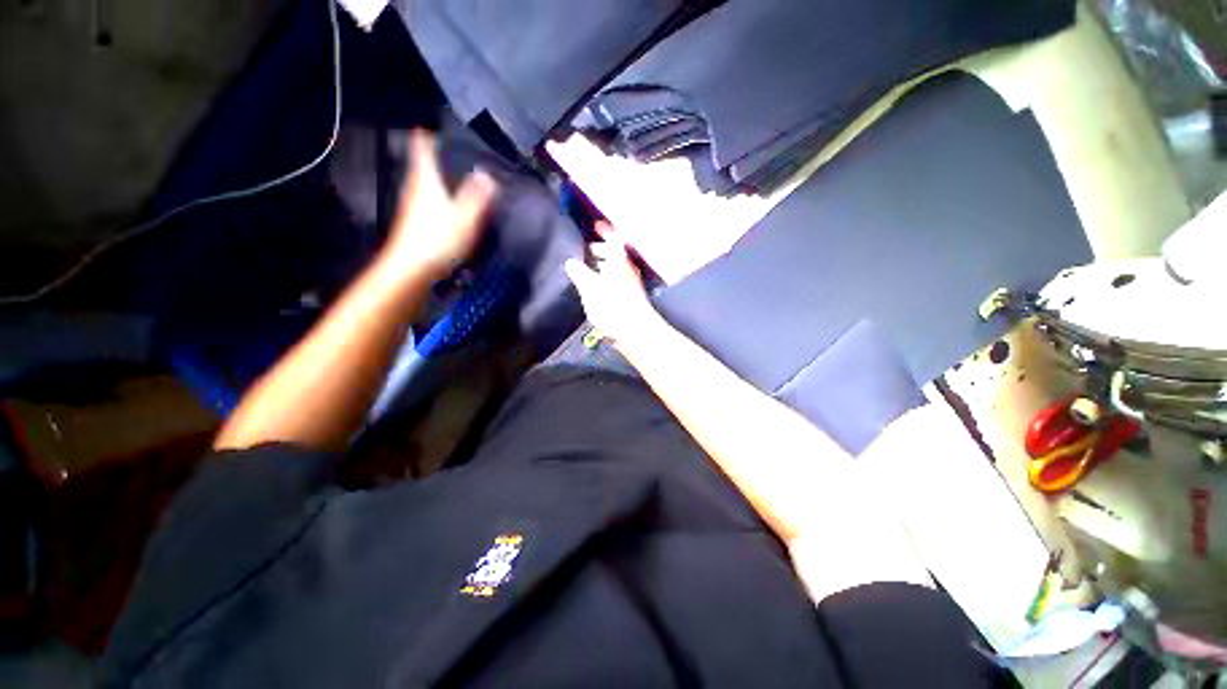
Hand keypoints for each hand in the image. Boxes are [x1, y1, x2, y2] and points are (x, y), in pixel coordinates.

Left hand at [384, 130, 497, 281]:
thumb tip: (487, 175)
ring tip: (450, 176)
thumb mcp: (465, 218)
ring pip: (423, 183)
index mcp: (427, 181)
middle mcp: (415, 188)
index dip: (427, 136)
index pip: (422, 148)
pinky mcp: (413, 222)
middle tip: (448, 151)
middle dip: (432, 156)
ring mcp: (411, 206)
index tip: (433, 127)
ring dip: (434, 177)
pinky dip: (434, 195)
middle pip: (421, 165)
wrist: (412, 269)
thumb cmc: (439, 239)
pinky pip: (425, 199)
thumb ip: (477, 196)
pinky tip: (445, 206)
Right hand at [565, 232, 662, 344]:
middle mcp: (628, 268)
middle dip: (600, 251)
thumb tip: (571, 263)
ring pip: (616, 269)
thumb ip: (579, 273)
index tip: (595, 226)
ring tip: (588, 271)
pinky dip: (606, 280)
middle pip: (615, 253)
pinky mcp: (630, 299)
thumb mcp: (590, 287)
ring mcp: (631, 284)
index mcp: (618, 260)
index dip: (604, 230)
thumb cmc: (613, 306)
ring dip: (603, 267)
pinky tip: (597, 290)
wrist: (636, 332)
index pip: (614, 237)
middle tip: (586, 253)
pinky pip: (617, 282)